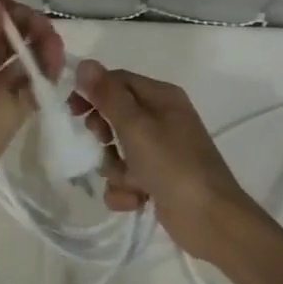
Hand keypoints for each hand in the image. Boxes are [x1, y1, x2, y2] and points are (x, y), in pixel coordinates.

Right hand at [73, 60, 259, 261]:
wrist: (210, 220)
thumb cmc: (173, 165)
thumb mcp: (136, 126)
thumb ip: (108, 96)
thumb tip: (84, 63)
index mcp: (162, 97)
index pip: (117, 81)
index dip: (92, 92)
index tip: (72, 110)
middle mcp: (162, 119)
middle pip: (114, 116)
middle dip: (104, 135)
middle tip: (104, 143)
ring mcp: (159, 152)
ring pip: (116, 151)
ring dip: (115, 169)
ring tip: (131, 181)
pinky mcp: (156, 180)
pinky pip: (125, 178)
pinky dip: (126, 190)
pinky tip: (138, 199)